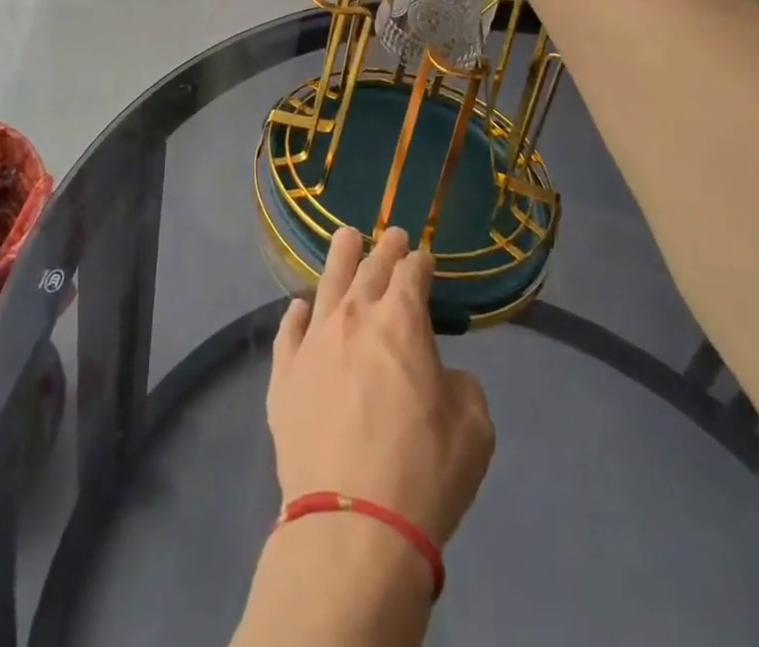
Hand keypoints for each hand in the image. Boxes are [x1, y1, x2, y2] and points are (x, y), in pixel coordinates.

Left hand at [266, 227, 494, 545]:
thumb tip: (441, 374)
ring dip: (340, 257)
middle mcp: (353, 317)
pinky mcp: (284, 374)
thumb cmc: (423, 472)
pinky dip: (297, 315)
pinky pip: (288, 331)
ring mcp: (313, 342)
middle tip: (392, 235)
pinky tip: (299, 307)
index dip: (420, 262)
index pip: (411, 274)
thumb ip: (461, 385)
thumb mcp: (474, 428)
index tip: (424, 257)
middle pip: (369, 268)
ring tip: (346, 238)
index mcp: (401, 321)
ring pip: (327, 284)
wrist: (352, 523)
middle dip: (384, 249)